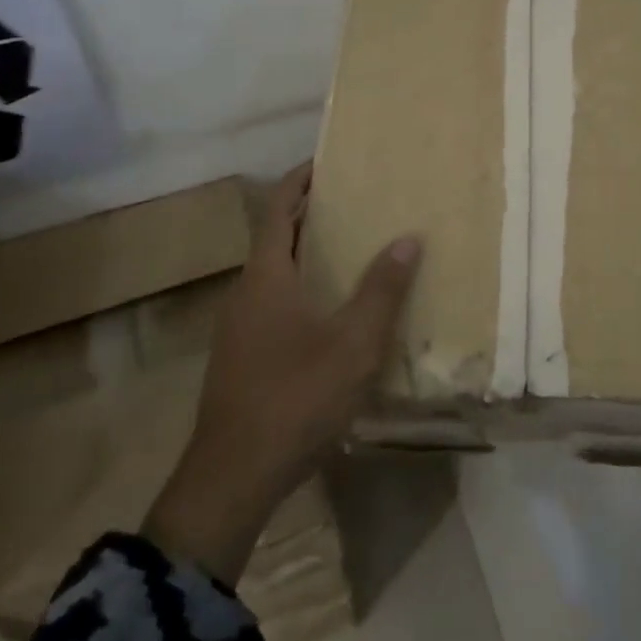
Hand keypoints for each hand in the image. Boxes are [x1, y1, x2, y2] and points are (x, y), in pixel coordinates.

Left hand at [144, 163, 420, 583]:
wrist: (232, 480)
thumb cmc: (295, 398)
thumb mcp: (353, 344)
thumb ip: (382, 290)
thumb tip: (409, 238)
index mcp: (267, 276)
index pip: (279, 208)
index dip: (300, 180)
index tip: (328, 160)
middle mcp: (246, 292)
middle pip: (277, 237)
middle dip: (312, 214)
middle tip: (355, 201)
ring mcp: (239, 328)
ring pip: (275, 273)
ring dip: (307, 253)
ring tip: (352, 248)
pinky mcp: (242, 358)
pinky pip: (274, 302)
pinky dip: (302, 287)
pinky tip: (332, 311)